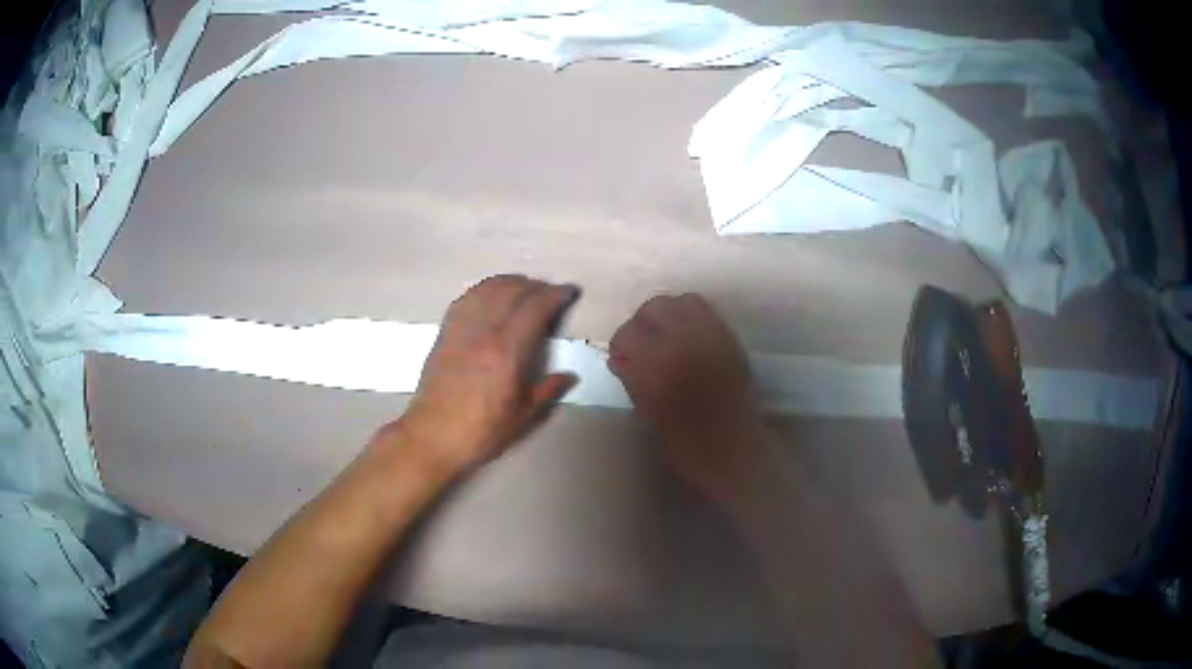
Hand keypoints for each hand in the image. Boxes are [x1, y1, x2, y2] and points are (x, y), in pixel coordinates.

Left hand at [388, 275, 580, 474]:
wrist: (432, 436)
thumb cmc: (481, 432)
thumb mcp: (523, 417)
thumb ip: (548, 391)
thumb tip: (569, 376)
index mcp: (507, 351)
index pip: (535, 307)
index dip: (555, 294)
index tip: (569, 292)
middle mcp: (484, 331)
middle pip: (513, 290)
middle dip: (536, 286)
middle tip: (550, 294)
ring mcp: (460, 328)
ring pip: (488, 288)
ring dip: (510, 282)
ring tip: (524, 290)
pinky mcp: (444, 332)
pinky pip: (466, 298)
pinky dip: (484, 290)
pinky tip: (492, 297)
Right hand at [608, 294, 764, 501]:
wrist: (732, 447)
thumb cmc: (684, 439)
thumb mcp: (647, 409)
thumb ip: (631, 377)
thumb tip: (620, 358)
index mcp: (656, 363)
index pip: (627, 334)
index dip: (621, 345)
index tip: (622, 358)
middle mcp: (683, 339)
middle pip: (655, 307)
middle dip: (644, 322)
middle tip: (643, 343)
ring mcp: (710, 334)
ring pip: (683, 302)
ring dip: (670, 315)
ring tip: (668, 337)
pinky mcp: (729, 337)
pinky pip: (706, 312)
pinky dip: (693, 318)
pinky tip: (689, 340)